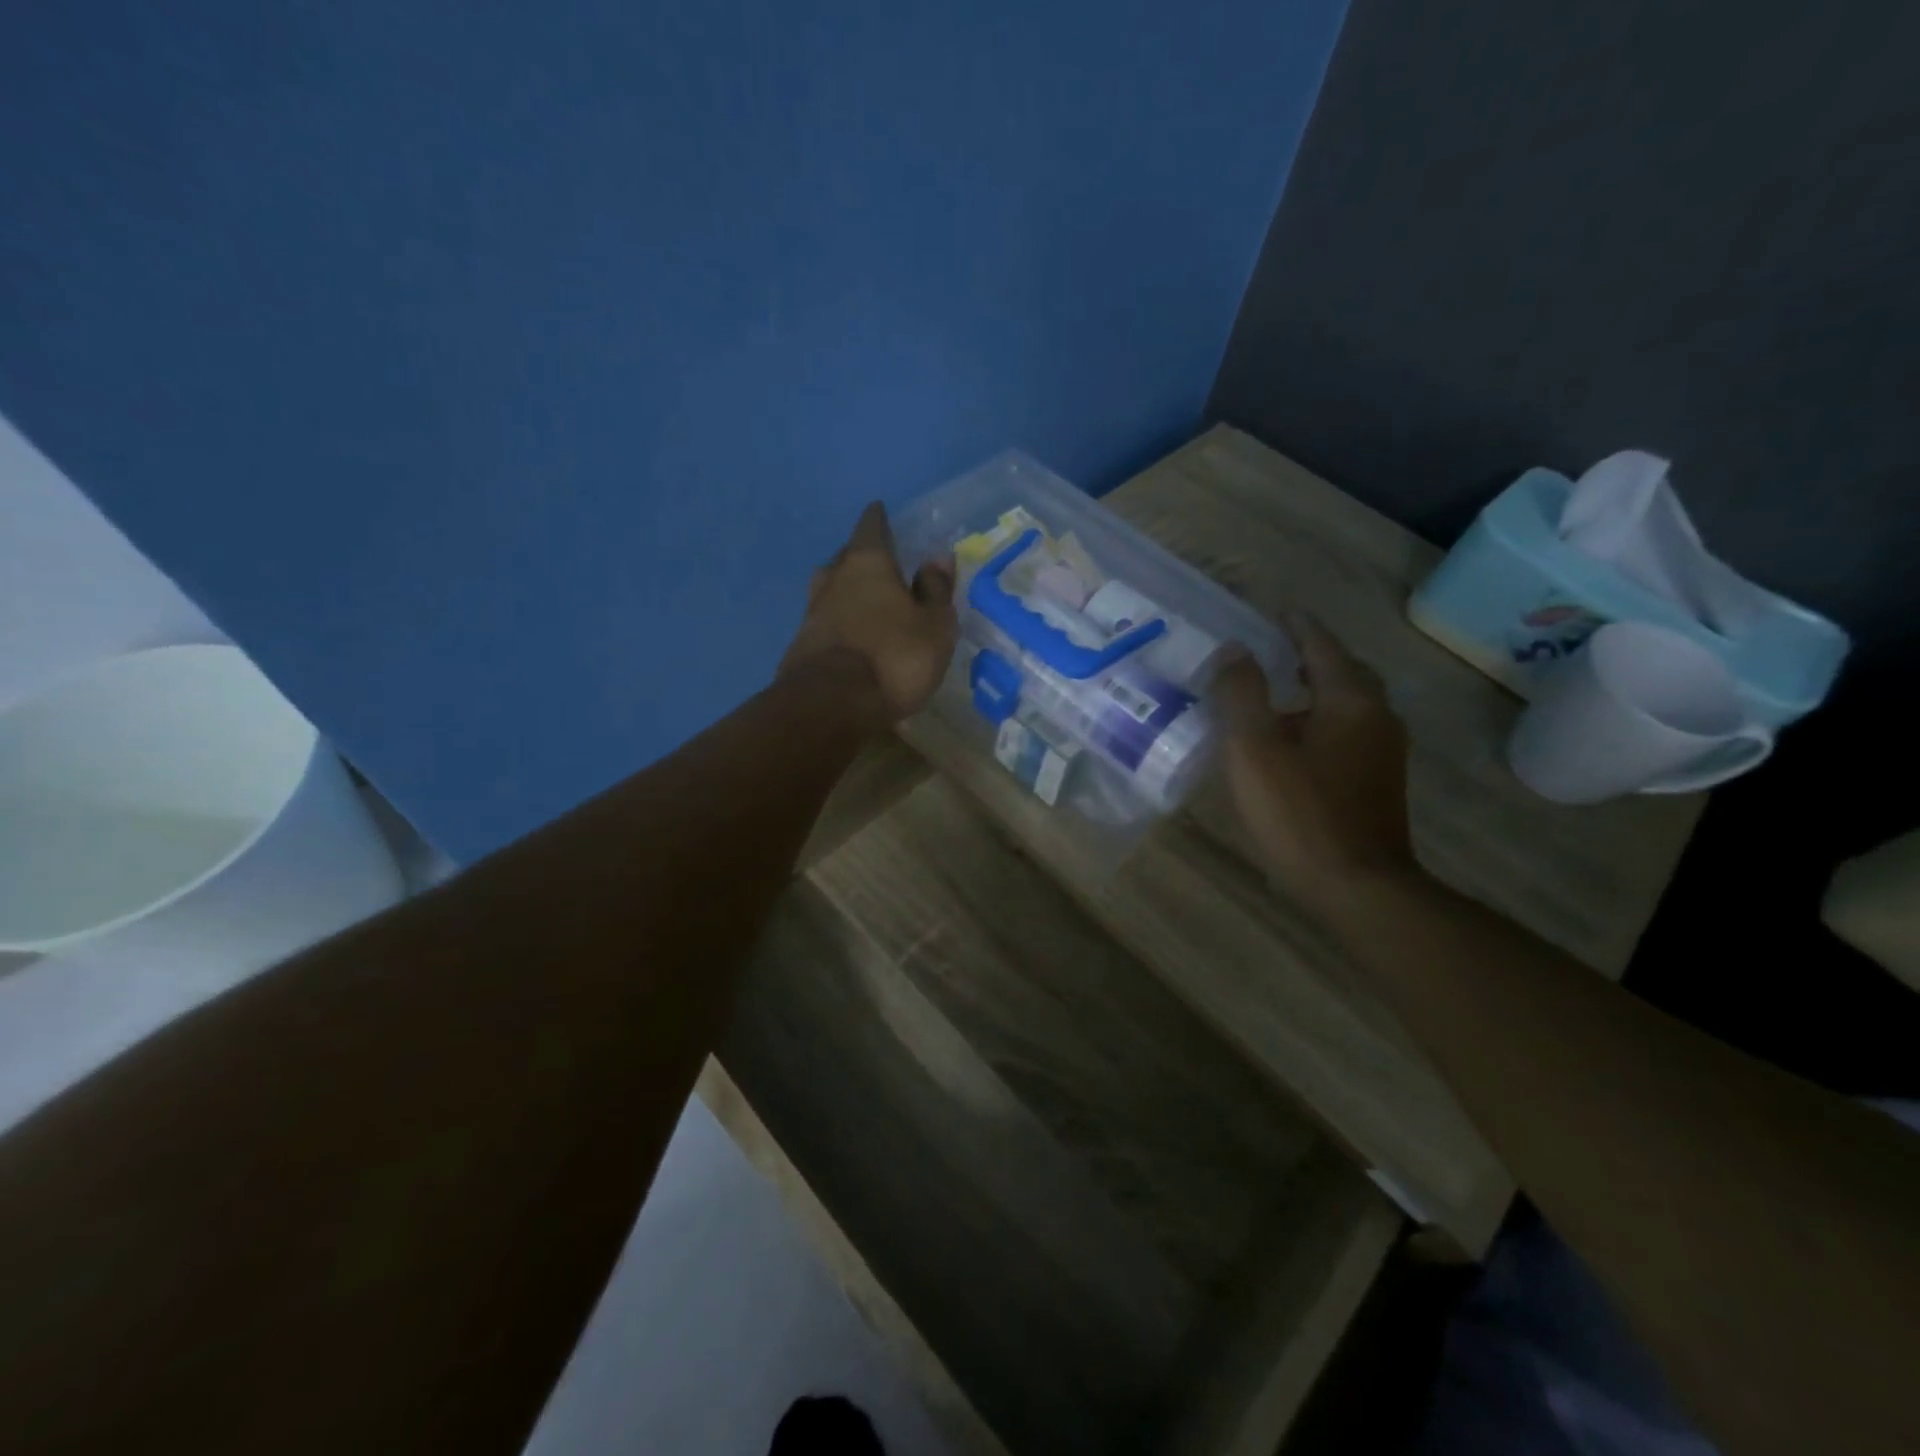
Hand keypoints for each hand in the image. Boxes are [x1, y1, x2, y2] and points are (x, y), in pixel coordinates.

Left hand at [779, 502, 958, 730]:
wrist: (831, 704)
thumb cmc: (894, 658)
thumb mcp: (934, 626)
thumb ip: (936, 590)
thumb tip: (938, 557)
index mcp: (868, 564)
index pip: (872, 528)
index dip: (878, 519)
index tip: (880, 510)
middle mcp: (835, 579)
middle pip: (845, 557)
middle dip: (860, 554)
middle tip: (876, 558)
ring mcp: (812, 612)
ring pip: (830, 588)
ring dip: (844, 588)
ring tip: (861, 597)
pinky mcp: (801, 645)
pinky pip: (824, 620)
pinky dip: (837, 620)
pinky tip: (848, 634)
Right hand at [1213, 615, 1417, 903]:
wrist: (1355, 885)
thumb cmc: (1298, 811)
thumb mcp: (1253, 748)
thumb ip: (1241, 693)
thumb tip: (1236, 649)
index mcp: (1348, 699)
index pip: (1321, 645)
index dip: (1296, 625)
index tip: (1276, 609)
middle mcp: (1376, 715)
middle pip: (1343, 670)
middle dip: (1311, 654)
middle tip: (1276, 647)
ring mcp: (1382, 750)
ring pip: (1348, 702)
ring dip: (1316, 688)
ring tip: (1278, 689)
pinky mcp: (1377, 780)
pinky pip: (1348, 729)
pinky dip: (1321, 717)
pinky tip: (1293, 738)